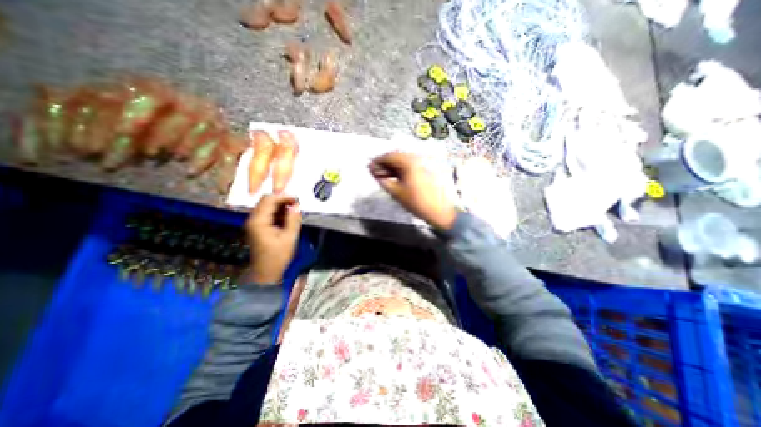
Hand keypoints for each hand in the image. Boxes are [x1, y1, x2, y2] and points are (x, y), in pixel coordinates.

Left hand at [245, 193, 302, 282]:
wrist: (266, 272)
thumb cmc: (277, 257)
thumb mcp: (289, 238)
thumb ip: (293, 220)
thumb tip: (297, 206)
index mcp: (258, 221)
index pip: (269, 200)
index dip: (284, 197)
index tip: (297, 201)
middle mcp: (253, 219)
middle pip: (267, 201)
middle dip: (283, 202)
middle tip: (297, 207)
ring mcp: (254, 223)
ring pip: (268, 207)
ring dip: (281, 208)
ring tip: (294, 214)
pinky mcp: (258, 227)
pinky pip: (268, 214)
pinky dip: (278, 214)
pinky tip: (287, 220)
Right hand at [371, 151, 456, 231]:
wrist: (439, 211)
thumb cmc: (417, 202)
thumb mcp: (396, 193)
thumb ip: (383, 181)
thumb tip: (374, 173)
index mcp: (409, 162)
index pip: (389, 156)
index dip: (377, 161)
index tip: (369, 168)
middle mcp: (416, 158)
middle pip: (396, 157)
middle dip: (384, 164)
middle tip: (374, 173)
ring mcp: (423, 163)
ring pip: (403, 162)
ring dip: (392, 167)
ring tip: (382, 176)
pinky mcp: (426, 169)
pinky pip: (410, 166)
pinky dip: (401, 170)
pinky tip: (394, 177)